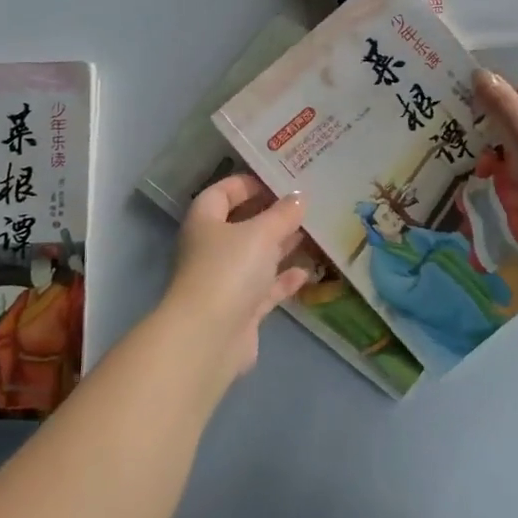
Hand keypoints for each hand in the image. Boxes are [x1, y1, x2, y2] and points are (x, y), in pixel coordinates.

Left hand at [158, 175, 310, 388]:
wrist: (209, 337)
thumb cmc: (229, 270)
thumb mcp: (261, 233)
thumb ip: (283, 214)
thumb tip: (299, 197)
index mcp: (205, 222)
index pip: (222, 192)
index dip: (247, 183)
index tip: (279, 180)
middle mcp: (211, 249)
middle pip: (241, 225)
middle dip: (271, 215)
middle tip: (304, 205)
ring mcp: (224, 281)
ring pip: (256, 257)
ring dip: (281, 247)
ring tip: (312, 233)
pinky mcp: (239, 310)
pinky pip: (264, 288)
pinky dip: (283, 280)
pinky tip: (307, 273)